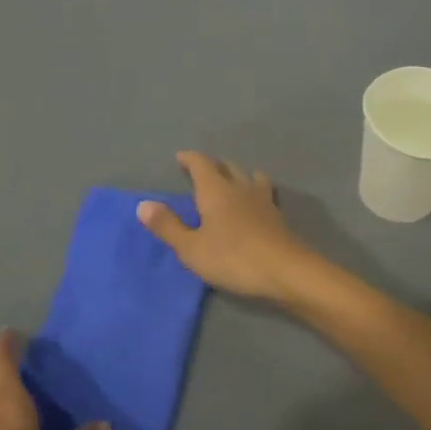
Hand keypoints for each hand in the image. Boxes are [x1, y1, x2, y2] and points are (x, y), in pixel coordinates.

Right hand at [137, 151, 319, 302]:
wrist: (287, 271)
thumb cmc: (233, 258)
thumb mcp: (192, 248)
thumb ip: (168, 226)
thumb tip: (143, 204)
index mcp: (216, 191)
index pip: (201, 164)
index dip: (190, 159)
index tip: (181, 157)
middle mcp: (240, 188)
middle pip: (227, 167)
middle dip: (213, 165)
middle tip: (202, 169)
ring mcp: (263, 201)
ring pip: (250, 177)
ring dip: (238, 174)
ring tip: (232, 180)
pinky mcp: (278, 217)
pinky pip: (264, 192)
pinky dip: (255, 190)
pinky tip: (256, 202)